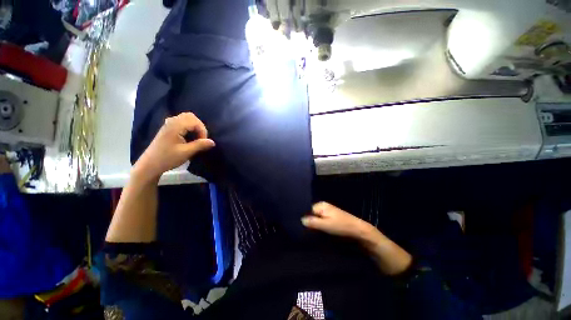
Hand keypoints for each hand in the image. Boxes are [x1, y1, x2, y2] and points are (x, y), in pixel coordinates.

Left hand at [134, 113, 214, 179]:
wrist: (150, 164)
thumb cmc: (168, 158)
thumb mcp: (186, 153)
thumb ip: (200, 145)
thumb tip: (212, 142)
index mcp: (175, 126)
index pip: (194, 121)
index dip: (202, 130)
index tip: (203, 142)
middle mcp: (171, 122)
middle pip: (190, 116)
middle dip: (199, 126)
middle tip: (201, 138)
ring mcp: (169, 124)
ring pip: (186, 118)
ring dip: (195, 127)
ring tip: (196, 138)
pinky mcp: (168, 128)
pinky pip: (182, 122)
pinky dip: (189, 127)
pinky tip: (189, 137)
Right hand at [302, 202, 372, 240]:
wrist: (358, 230)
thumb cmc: (341, 226)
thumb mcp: (325, 225)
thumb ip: (312, 222)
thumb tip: (301, 220)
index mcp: (321, 205)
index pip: (307, 210)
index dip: (305, 219)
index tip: (302, 228)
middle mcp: (323, 206)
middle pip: (312, 213)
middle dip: (310, 222)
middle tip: (307, 231)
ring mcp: (328, 211)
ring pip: (316, 217)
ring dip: (315, 224)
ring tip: (313, 232)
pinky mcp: (331, 216)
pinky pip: (321, 219)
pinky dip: (320, 224)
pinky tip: (319, 230)